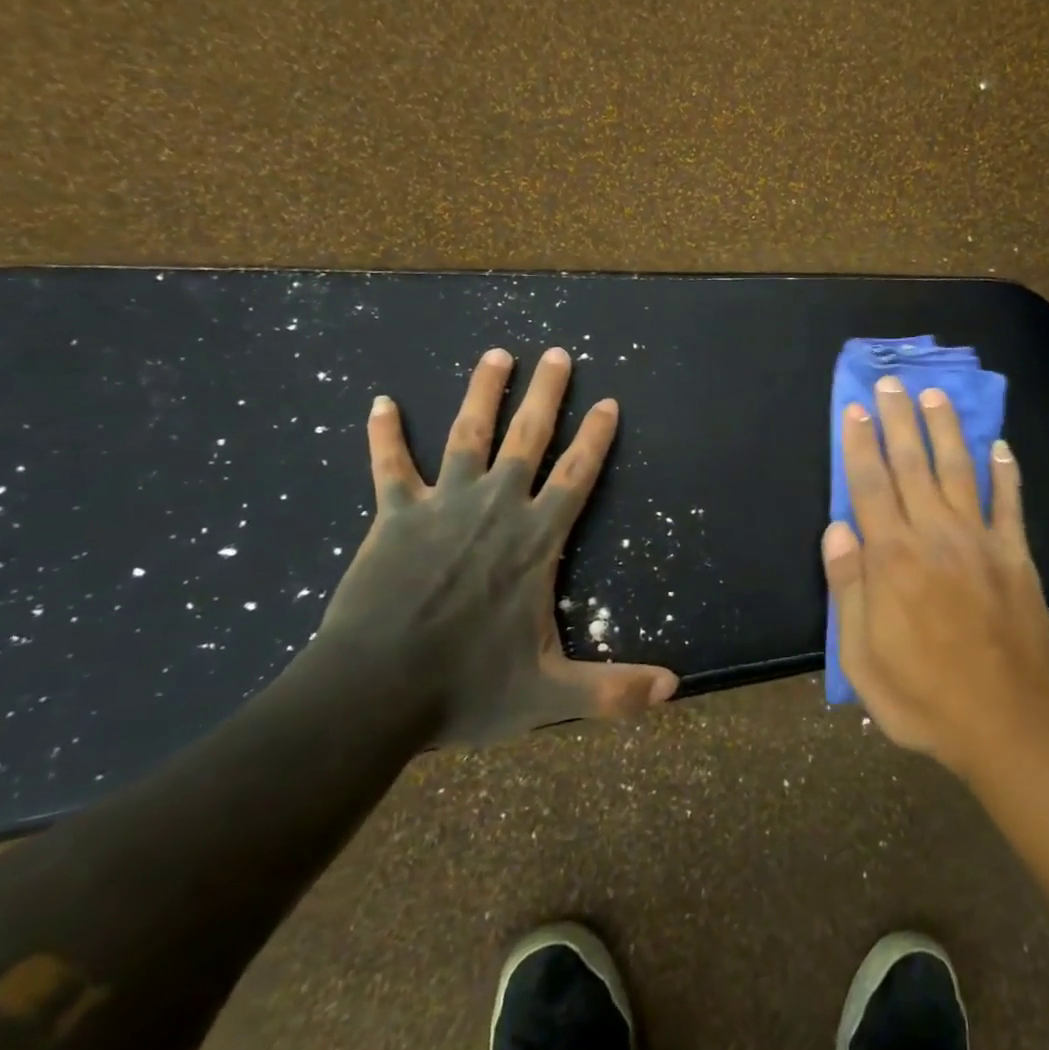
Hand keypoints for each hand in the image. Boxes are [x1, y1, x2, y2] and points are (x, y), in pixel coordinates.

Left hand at [315, 346, 678, 745]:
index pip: (577, 476)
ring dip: (483, 392)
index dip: (596, 438)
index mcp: (536, 541)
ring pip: (467, 436)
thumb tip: (676, 689)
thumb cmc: (467, 689)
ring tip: (497, 354)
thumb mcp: (551, 694)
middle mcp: (496, 509)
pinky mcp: (393, 517)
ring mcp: (442, 507)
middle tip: (558, 353)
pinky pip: (389, 466)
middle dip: (547, 393)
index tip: (609, 402)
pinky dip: (385, 434)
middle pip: (528, 438)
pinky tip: (381, 401)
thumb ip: (614, 689)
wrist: (372, 695)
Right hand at [822, 376, 1048, 777]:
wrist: (1005, 722)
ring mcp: (979, 541)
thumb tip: (837, 528)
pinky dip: (1005, 472)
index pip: (869, 485)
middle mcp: (934, 535)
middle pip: (912, 464)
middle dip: (897, 420)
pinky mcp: (1015, 556)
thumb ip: (847, 587)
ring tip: (935, 396)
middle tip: (889, 384)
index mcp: (891, 558)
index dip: (859, 443)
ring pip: (959, 471)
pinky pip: (1009, 504)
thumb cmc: (921, 695)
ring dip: (945, 430)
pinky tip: (1000, 446)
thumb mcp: (861, 655)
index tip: (854, 407)